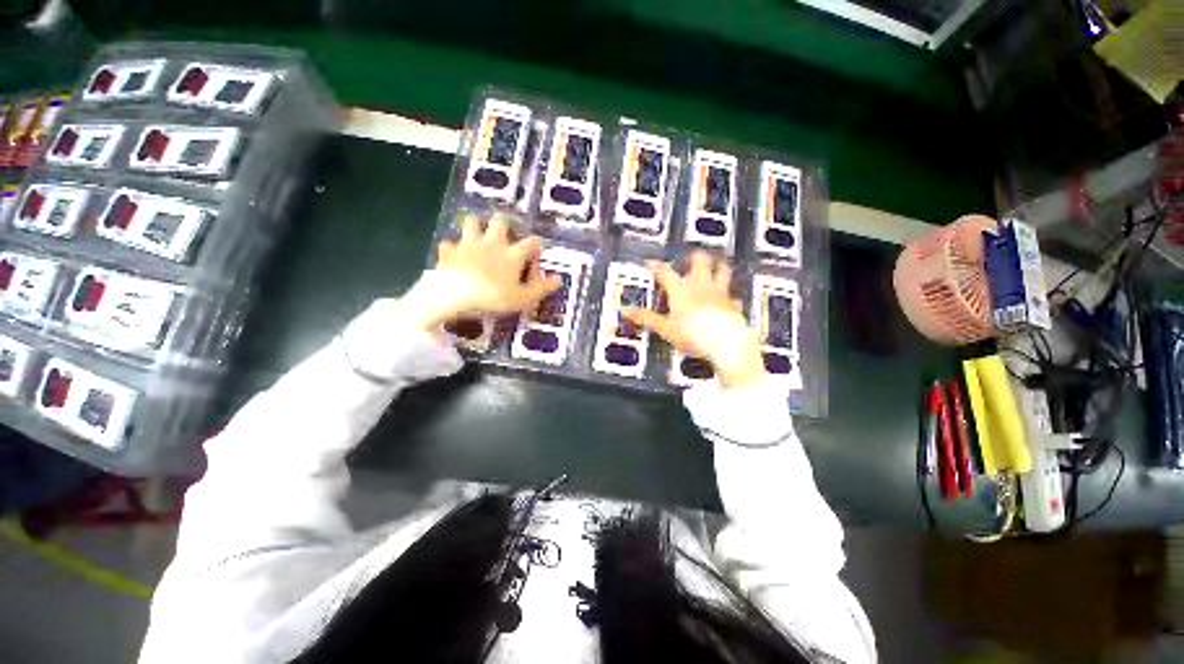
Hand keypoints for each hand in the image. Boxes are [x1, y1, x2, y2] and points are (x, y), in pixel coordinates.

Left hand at [402, 215, 560, 330]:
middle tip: (505, 233)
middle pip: (500, 222)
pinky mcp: (449, 251)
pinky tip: (454, 256)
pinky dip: (452, 249)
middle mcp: (492, 243)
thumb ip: (542, 288)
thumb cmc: (494, 298)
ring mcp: (469, 244)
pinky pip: (449, 244)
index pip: (531, 243)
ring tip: (478, 234)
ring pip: (471, 222)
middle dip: (504, 224)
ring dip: (476, 226)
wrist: (455, 295)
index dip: (535, 245)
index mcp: (512, 255)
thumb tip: (558, 279)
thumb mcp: (523, 299)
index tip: (536, 251)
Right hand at [623, 251, 766, 387]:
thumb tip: (624, 311)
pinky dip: (730, 296)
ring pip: (722, 271)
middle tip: (691, 258)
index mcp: (681, 289)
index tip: (650, 263)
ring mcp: (719, 293)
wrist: (724, 342)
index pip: (665, 272)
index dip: (656, 266)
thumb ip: (645, 318)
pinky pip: (733, 296)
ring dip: (718, 267)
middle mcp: (701, 285)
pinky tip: (729, 300)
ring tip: (716, 266)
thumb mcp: (665, 328)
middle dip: (695, 257)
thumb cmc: (692, 334)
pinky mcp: (733, 304)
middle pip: (700, 261)